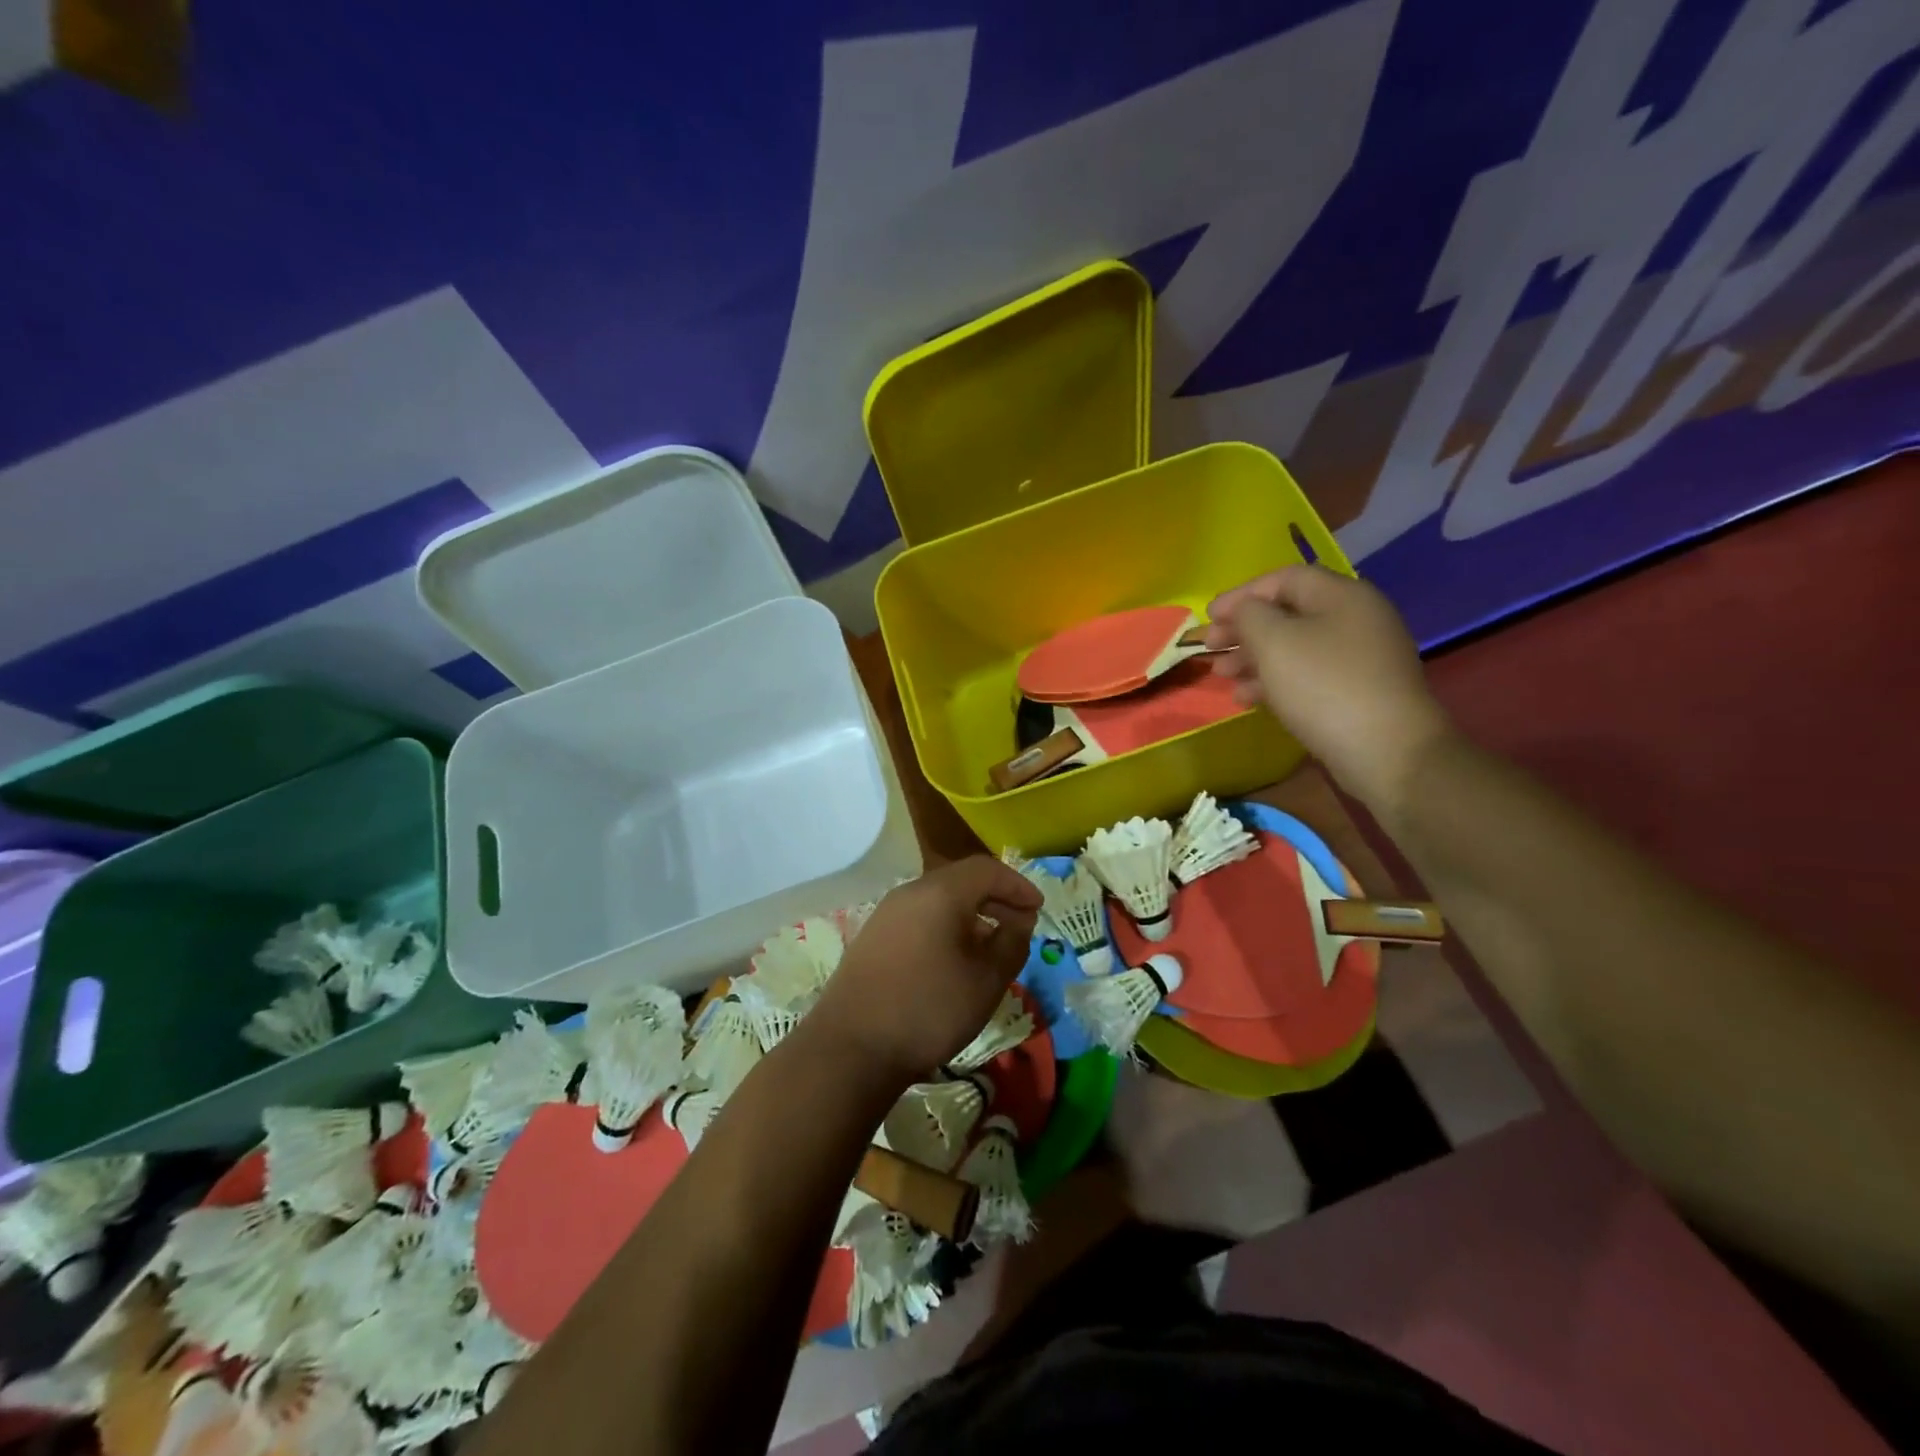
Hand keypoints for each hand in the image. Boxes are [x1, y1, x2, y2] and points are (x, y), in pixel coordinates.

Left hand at [806, 857, 1042, 1086]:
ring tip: (990, 945)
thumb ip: (1011, 943)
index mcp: (940, 892)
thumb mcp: (986, 980)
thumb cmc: (929, 1009)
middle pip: (960, 880)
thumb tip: (1018, 921)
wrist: (851, 1047)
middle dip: (995, 898)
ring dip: (970, 914)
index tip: (1038, 908)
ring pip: (938, 899)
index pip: (987, 869)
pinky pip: (919, 917)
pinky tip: (953, 959)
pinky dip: (945, 926)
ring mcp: (886, 914)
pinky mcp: (873, 937)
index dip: (1017, 885)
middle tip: (1020, 924)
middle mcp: (910, 892)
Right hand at [1205, 565, 1453, 814]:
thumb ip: (1250, 615)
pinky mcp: (1358, 691)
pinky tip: (1248, 700)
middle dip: (1244, 629)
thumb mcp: (1274, 641)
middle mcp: (1356, 618)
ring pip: (1295, 647)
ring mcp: (1360, 657)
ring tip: (1223, 677)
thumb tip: (1245, 611)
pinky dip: (1275, 681)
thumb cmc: (1324, 686)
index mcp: (1341, 595)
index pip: (1283, 578)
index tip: (1207, 616)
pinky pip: (1308, 675)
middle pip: (1289, 613)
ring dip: (1253, 658)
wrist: (1387, 750)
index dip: (1241, 594)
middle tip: (1210, 649)